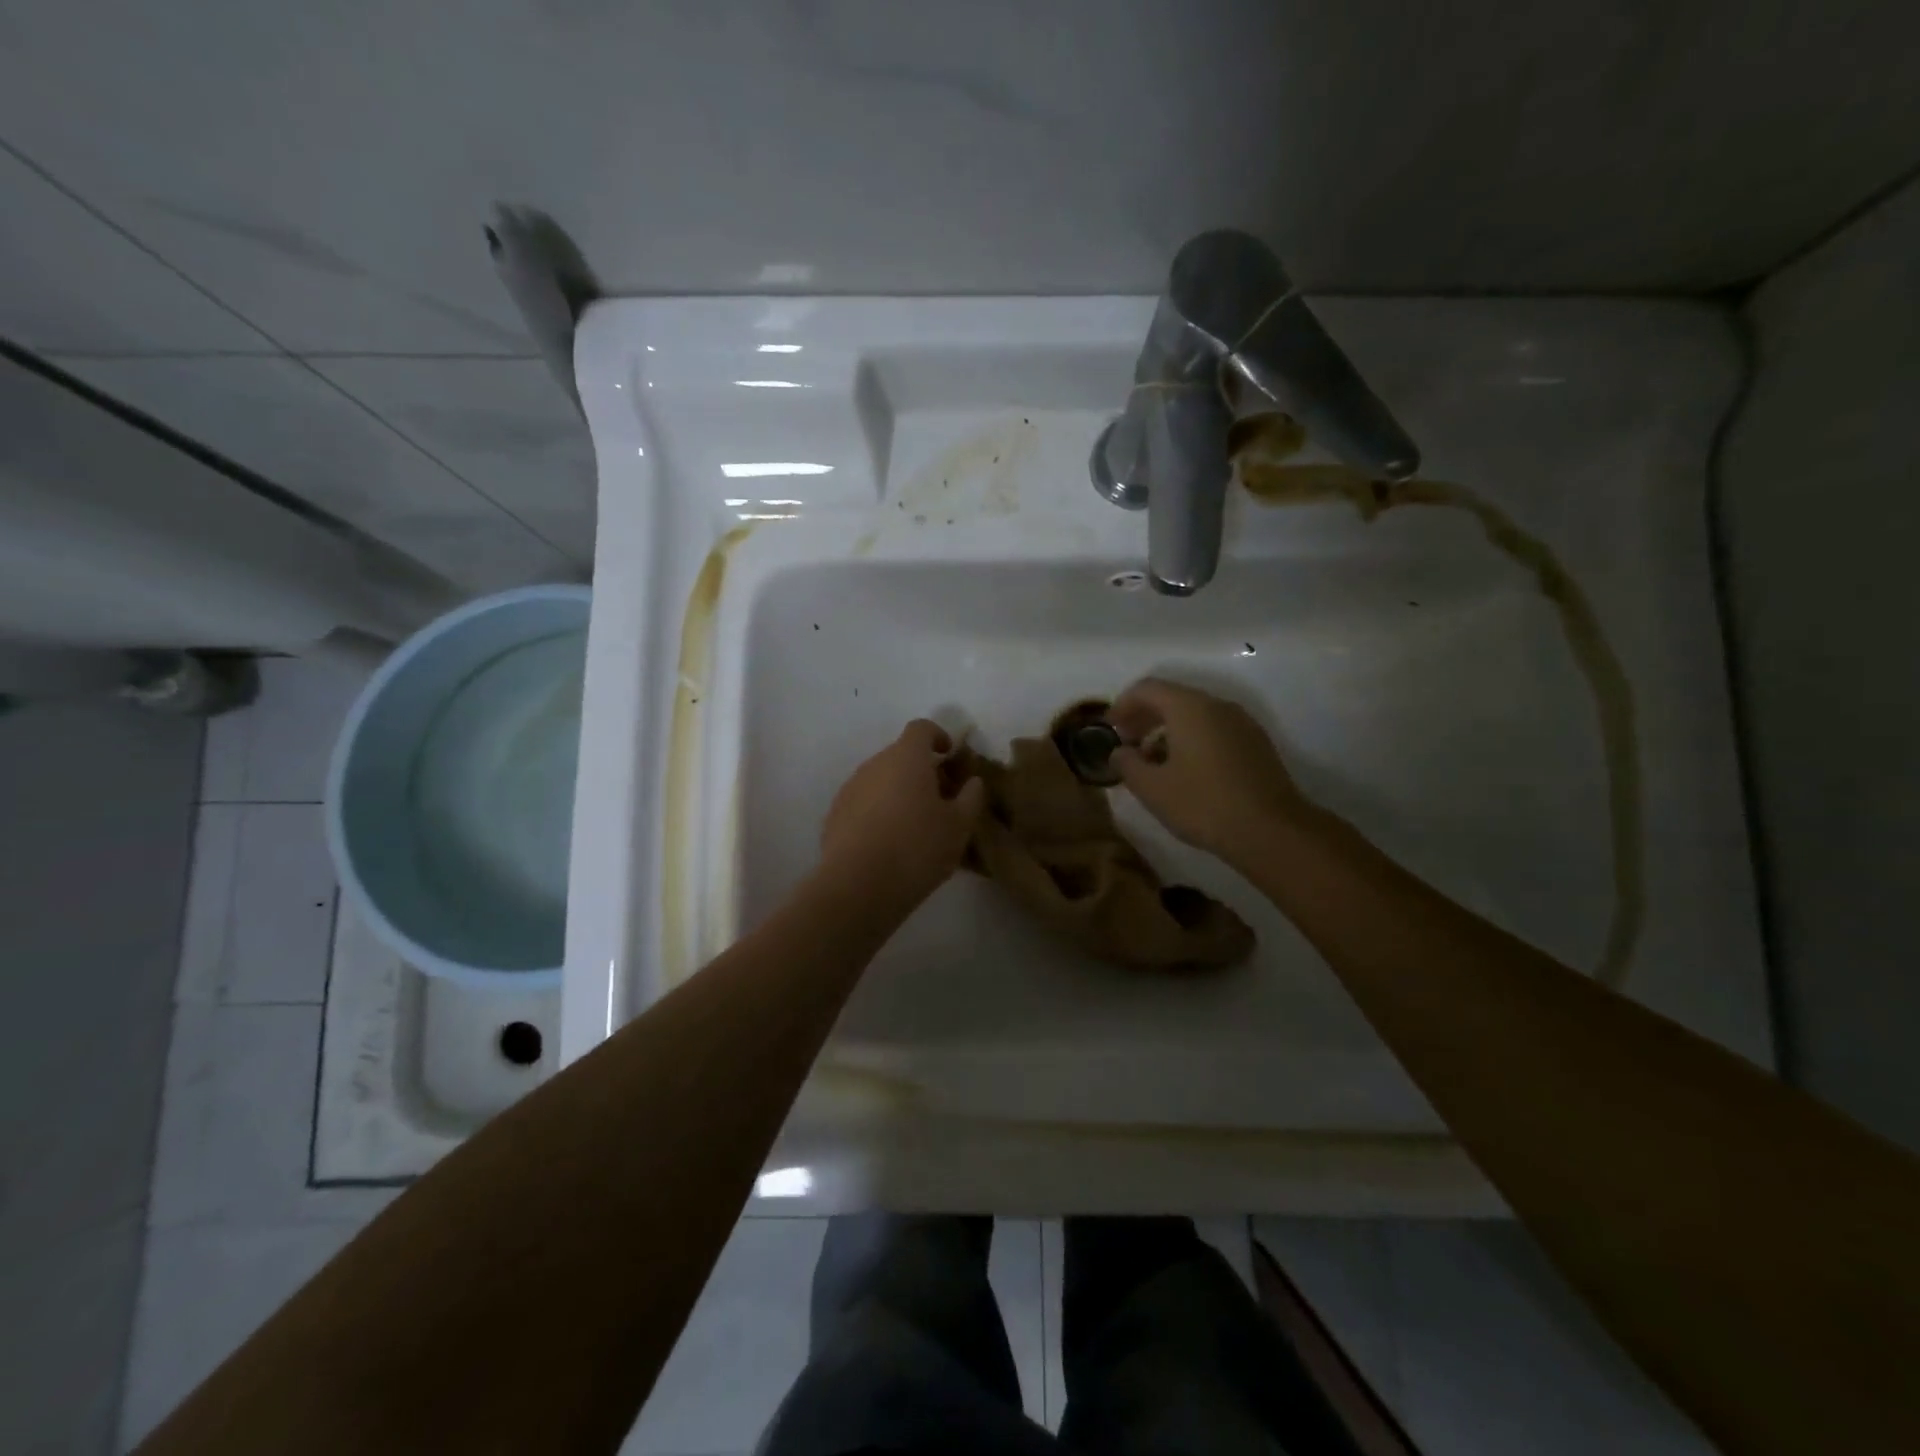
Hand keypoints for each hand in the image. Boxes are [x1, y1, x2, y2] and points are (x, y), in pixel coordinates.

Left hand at [818, 719, 985, 910]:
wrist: (858, 886)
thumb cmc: (917, 848)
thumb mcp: (959, 826)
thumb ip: (971, 797)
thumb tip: (973, 782)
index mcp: (906, 757)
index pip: (921, 728)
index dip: (938, 736)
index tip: (950, 757)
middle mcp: (874, 764)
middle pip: (900, 755)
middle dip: (921, 770)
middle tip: (940, 799)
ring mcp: (850, 789)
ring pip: (880, 780)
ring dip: (898, 792)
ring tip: (915, 826)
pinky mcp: (834, 815)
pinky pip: (863, 803)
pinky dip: (878, 813)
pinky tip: (889, 844)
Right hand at [1109, 677, 1310, 865]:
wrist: (1271, 831)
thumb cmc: (1203, 804)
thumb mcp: (1152, 788)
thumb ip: (1127, 764)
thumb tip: (1118, 752)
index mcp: (1189, 708)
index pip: (1148, 689)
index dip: (1122, 704)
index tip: (1109, 728)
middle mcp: (1218, 706)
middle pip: (1173, 698)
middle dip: (1144, 717)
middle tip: (1126, 744)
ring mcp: (1242, 723)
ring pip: (1196, 715)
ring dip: (1168, 731)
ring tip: (1153, 762)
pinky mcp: (1256, 744)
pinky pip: (1215, 730)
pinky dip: (1192, 740)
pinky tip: (1185, 771)